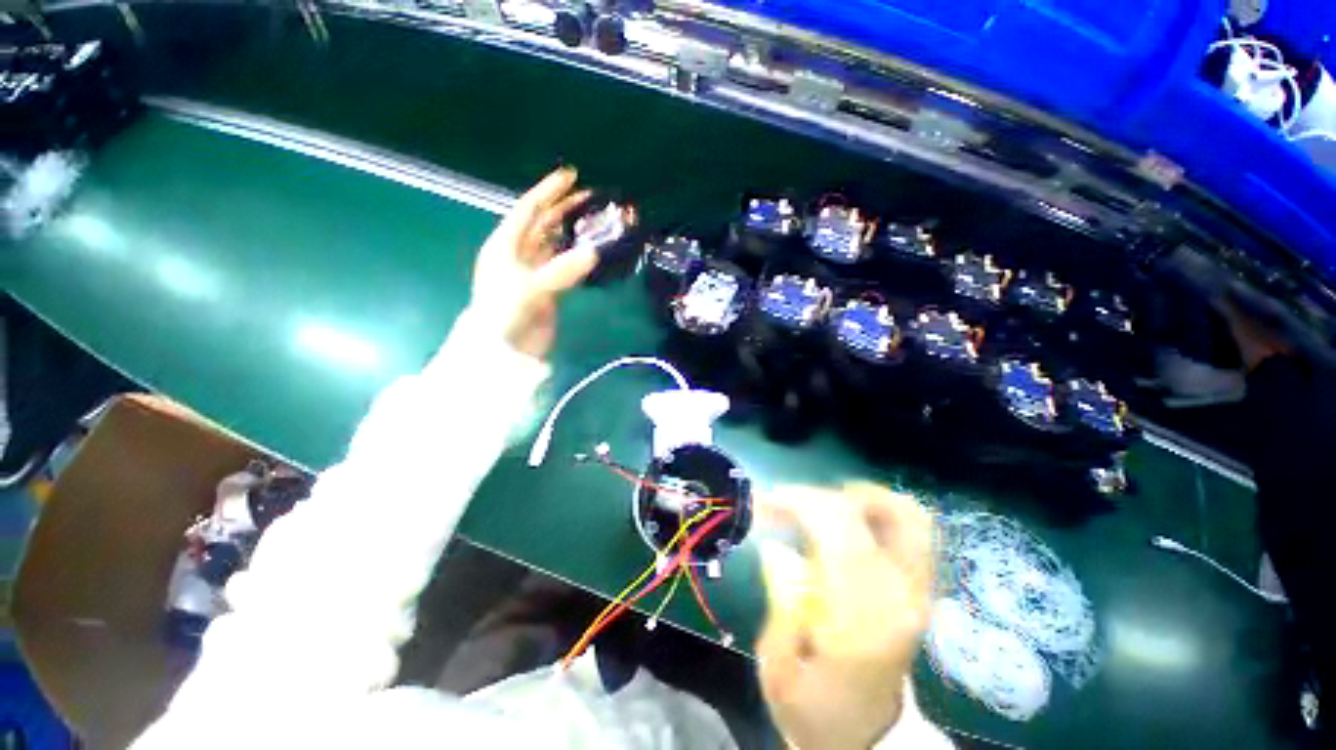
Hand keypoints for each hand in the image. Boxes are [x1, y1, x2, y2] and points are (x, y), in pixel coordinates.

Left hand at [471, 167, 595, 357]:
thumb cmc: (505, 313)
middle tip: (589, 196)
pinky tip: (591, 250)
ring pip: (555, 244)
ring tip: (594, 219)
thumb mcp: (529, 288)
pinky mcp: (548, 290)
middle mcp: (518, 254)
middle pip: (542, 223)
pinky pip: (565, 266)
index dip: (548, 191)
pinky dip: (577, 257)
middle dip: (563, 207)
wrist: (503, 351)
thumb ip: (561, 270)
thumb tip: (594, 253)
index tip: (571, 176)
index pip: (528, 210)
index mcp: (504, 245)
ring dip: (572, 231)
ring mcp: (534, 272)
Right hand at [757, 483, 935, 749]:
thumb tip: (776, 549)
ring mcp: (919, 590)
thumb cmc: (816, 710)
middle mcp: (900, 597)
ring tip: (814, 506)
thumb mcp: (779, 671)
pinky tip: (845, 517)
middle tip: (782, 504)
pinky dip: (877, 508)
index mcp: (861, 620)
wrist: (870, 737)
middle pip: (869, 511)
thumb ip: (780, 605)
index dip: (801, 501)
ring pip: (903, 512)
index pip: (841, 531)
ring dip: (852, 497)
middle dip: (816, 495)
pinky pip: (912, 527)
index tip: (765, 502)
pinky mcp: (922, 586)